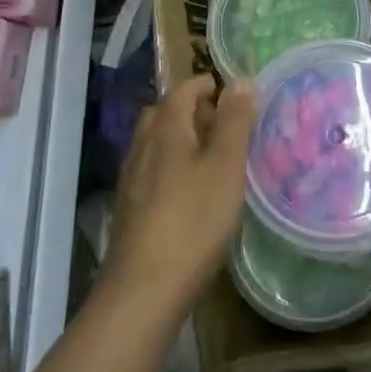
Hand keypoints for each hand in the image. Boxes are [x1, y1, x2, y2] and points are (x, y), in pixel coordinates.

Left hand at [105, 75, 258, 320]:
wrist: (143, 292)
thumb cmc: (193, 221)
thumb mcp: (225, 167)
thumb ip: (234, 122)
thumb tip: (241, 79)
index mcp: (165, 130)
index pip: (182, 90)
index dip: (206, 85)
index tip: (232, 92)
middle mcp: (142, 147)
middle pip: (163, 114)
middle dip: (191, 110)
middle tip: (223, 123)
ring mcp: (131, 181)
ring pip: (155, 144)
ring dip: (180, 139)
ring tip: (211, 157)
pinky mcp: (128, 211)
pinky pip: (151, 171)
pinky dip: (170, 166)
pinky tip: (189, 192)